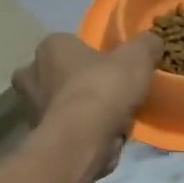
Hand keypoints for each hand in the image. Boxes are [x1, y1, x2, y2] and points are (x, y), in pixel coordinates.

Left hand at [12, 32, 162, 177]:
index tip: (112, 65)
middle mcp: (32, 74)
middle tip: (108, 91)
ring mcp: (31, 108)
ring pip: (59, 103)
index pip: (69, 43)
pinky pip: (64, 129)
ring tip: (110, 118)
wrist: (82, 140)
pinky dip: (80, 132)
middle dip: (78, 82)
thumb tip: (152, 41)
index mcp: (50, 46)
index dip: (91, 54)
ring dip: (79, 109)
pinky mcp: (38, 137)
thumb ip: (146, 44)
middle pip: (59, 74)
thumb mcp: (137, 57)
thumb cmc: (104, 88)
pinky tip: (103, 137)